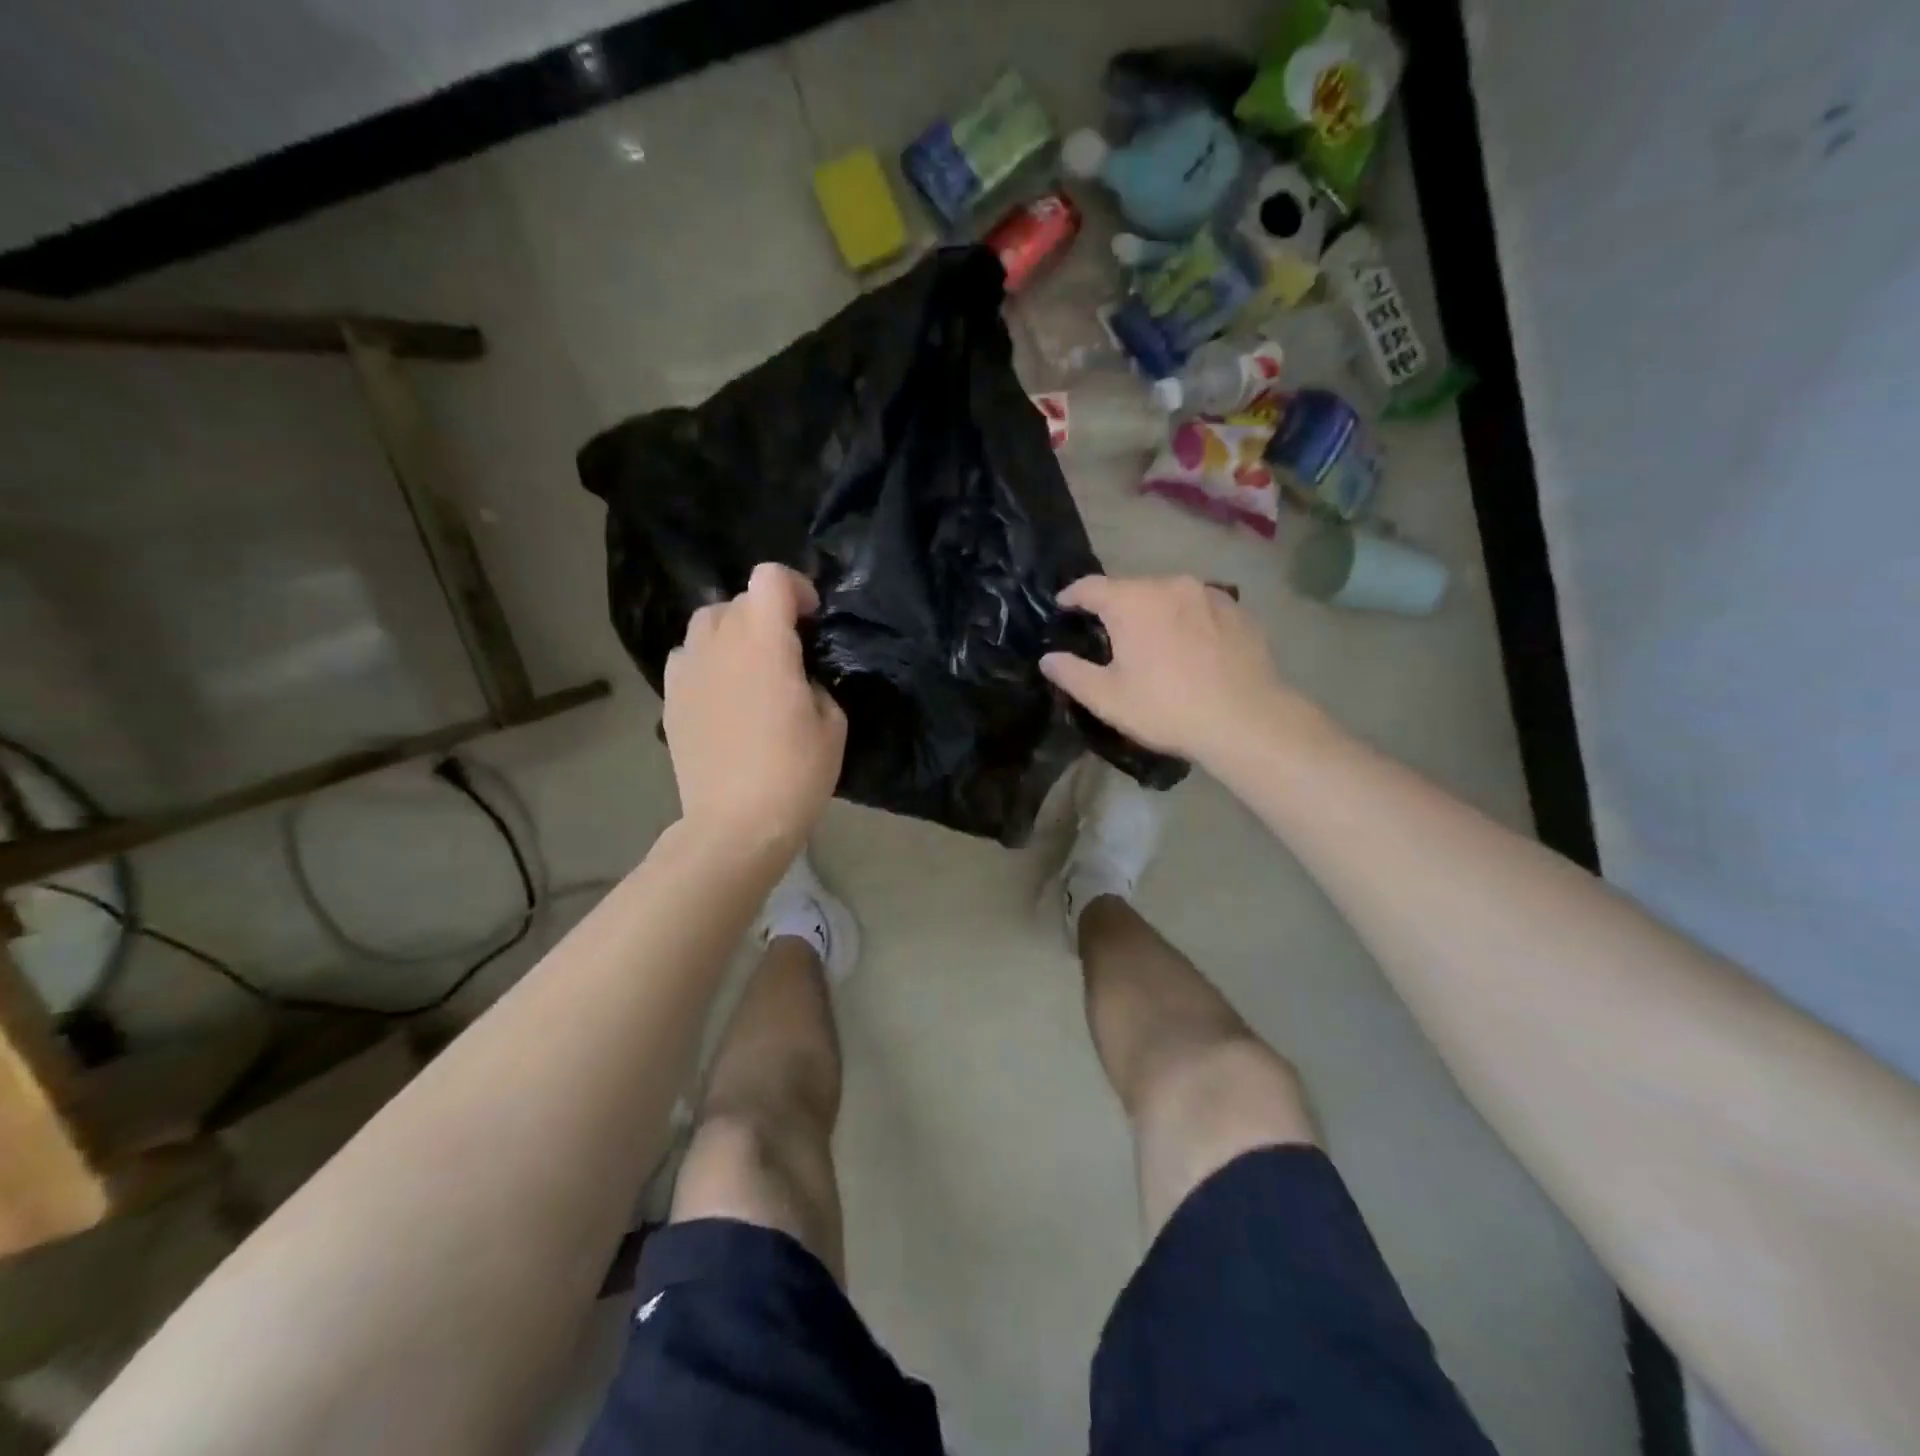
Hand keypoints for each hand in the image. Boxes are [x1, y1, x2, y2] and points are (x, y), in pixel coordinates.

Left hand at [663, 563, 846, 851]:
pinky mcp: (670, 699)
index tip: (811, 619)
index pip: (770, 579)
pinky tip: (723, 694)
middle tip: (787, 650)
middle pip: (737, 600)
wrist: (735, 824)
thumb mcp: (832, 724)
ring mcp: (687, 671)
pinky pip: (688, 659)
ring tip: (751, 667)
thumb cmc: (795, 774)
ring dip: (733, 633)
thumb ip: (814, 683)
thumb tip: (797, 678)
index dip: (795, 587)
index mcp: (763, 643)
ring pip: (706, 625)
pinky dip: (707, 662)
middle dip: (766, 614)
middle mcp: (718, 644)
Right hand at [1041, 575, 1294, 766]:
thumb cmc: (1167, 708)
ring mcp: (1209, 594)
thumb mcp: (1108, 698)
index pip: (1091, 586)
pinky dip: (1187, 620)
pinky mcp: (1238, 610)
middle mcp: (1170, 585)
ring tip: (1153, 641)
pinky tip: (1191, 647)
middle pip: (1132, 588)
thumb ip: (1072, 673)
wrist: (1246, 720)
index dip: (1072, 595)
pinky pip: (1200, 607)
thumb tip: (1048, 659)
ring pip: (1169, 596)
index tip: (1063, 605)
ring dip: (1154, 612)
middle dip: (1116, 607)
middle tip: (1109, 635)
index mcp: (1133, 601)